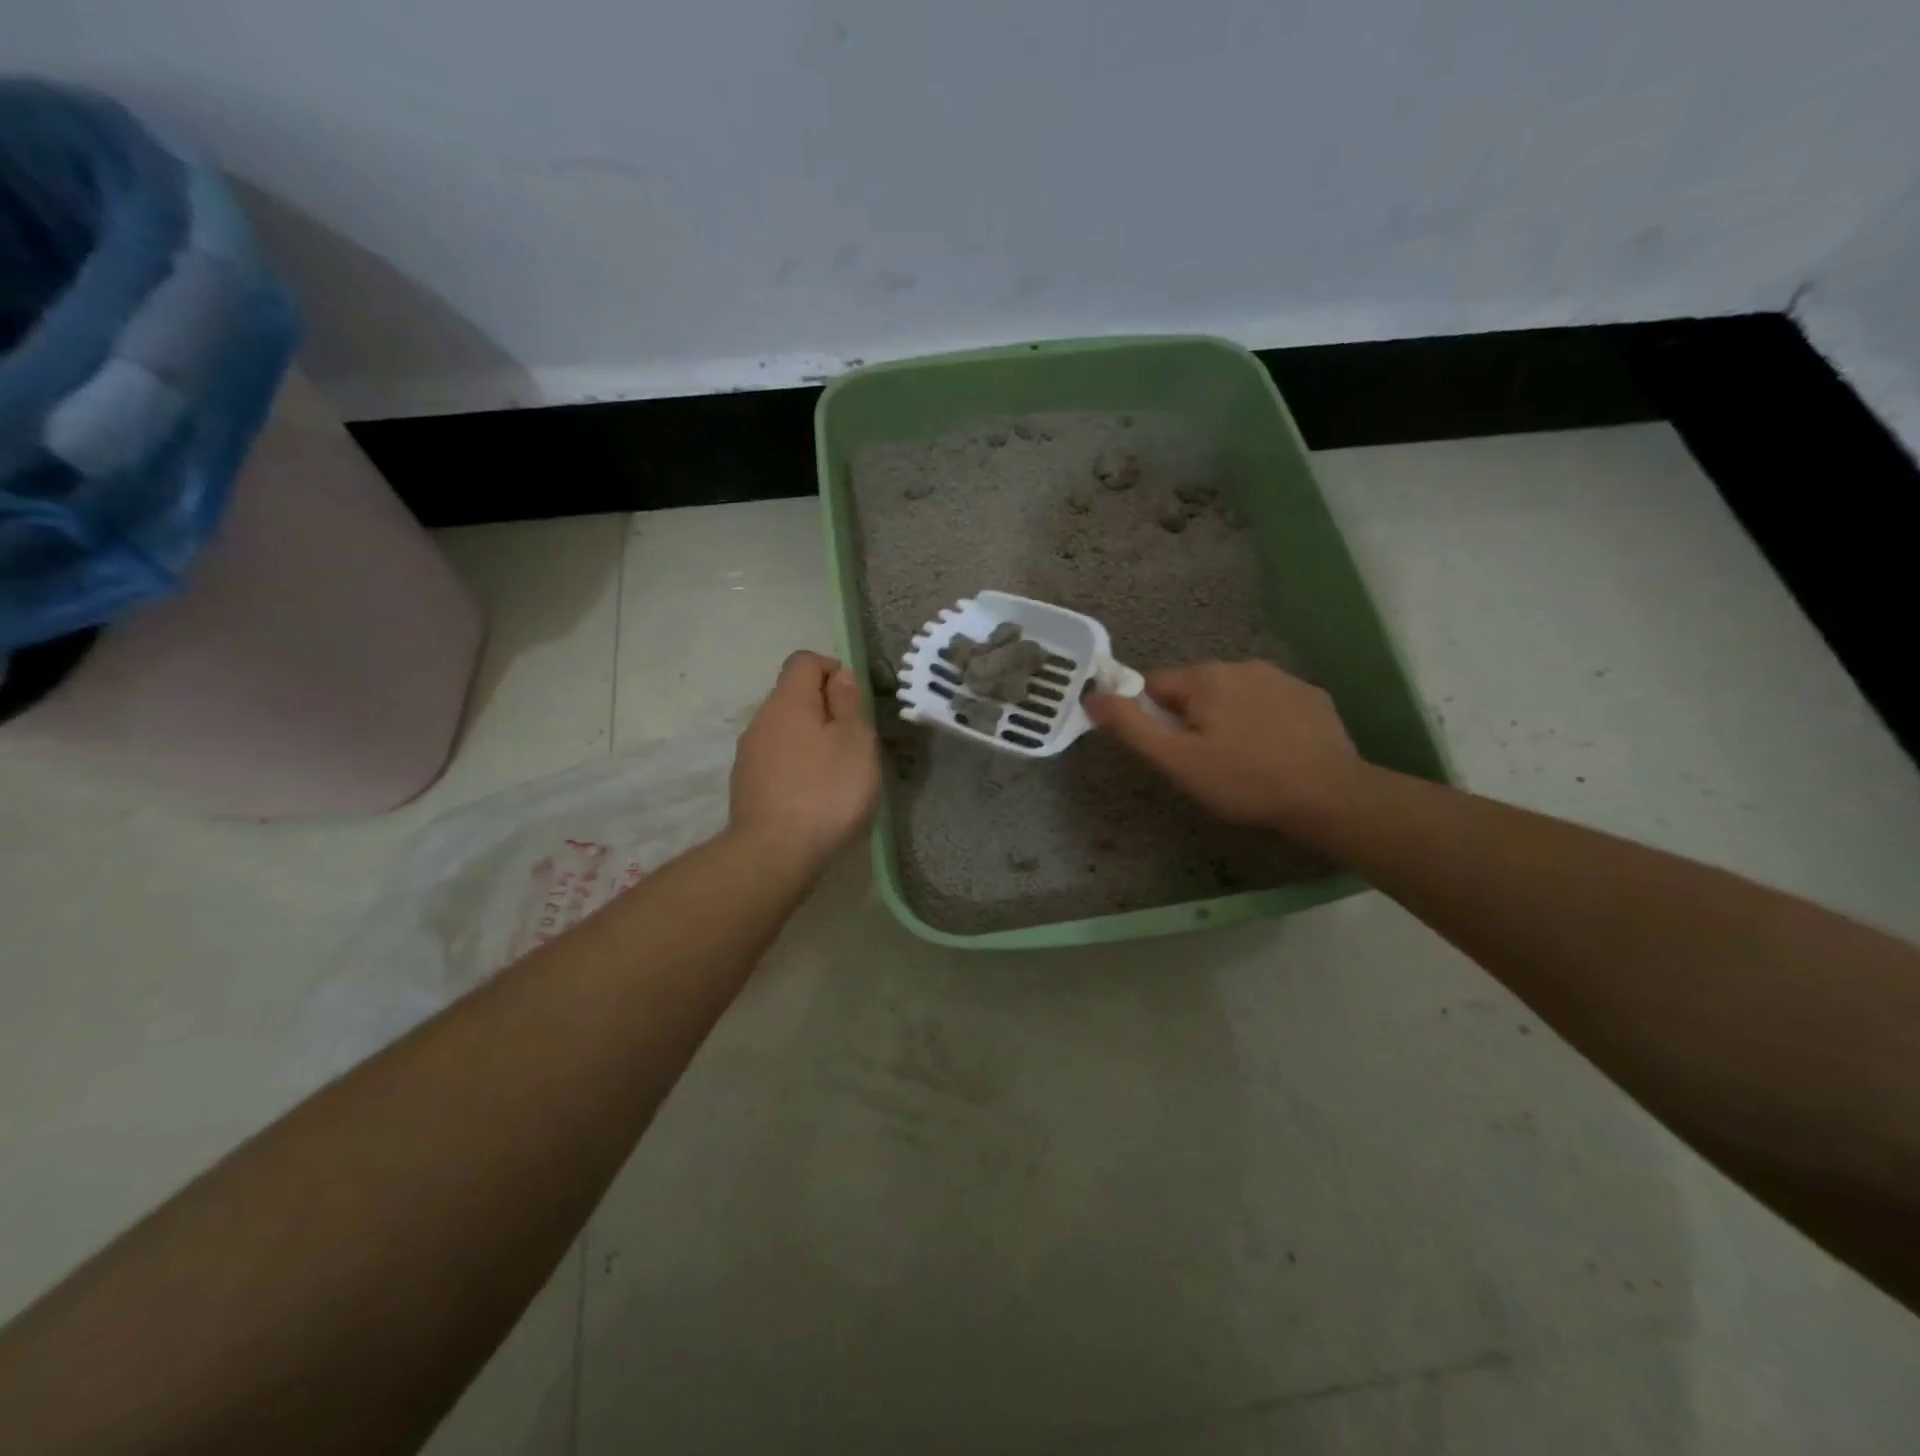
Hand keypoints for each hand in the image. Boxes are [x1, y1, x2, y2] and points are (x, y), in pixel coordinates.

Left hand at [729, 651, 880, 867]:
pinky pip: (776, 759)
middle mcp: (761, 720)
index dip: (832, 669)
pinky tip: (813, 795)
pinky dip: (796, 765)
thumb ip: (848, 702)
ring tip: (836, 771)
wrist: (774, 853)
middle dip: (824, 708)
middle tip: (853, 741)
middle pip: (793, 695)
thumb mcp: (855, 742)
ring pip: (784, 730)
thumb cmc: (826, 791)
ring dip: (810, 739)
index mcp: (788, 702)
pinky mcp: (746, 785)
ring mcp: (749, 754)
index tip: (855, 700)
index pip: (804, 661)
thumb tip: (839, 675)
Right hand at [1084, 660, 1362, 833]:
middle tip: (1205, 763)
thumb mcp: (1176, 760)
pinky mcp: (1312, 697)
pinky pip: (1270, 703)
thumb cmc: (1243, 779)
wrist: (1329, 795)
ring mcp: (1282, 678)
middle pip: (1195, 690)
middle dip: (1192, 720)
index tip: (1172, 752)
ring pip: (1234, 696)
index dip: (1154, 720)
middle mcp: (1242, 665)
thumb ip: (1130, 726)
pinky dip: (1263, 722)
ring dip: (1228, 719)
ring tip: (1242, 761)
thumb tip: (1090, 698)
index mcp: (1206, 677)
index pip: (1156, 687)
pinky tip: (1274, 753)